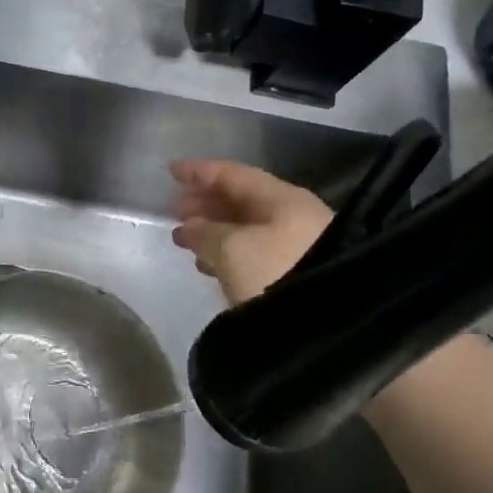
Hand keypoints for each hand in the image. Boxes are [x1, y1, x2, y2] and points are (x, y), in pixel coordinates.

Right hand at [169, 159, 332, 304]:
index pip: (233, 175)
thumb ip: (203, 232)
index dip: (199, 171)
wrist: (322, 321)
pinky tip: (208, 262)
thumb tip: (190, 226)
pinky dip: (226, 251)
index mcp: (282, 199)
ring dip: (212, 229)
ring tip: (183, 237)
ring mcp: (296, 245)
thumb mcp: (230, 248)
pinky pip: (252, 251)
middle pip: (240, 200)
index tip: (170, 170)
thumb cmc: (274, 271)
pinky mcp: (293, 274)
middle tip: (173, 209)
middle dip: (204, 203)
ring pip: (245, 227)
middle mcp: (292, 215)